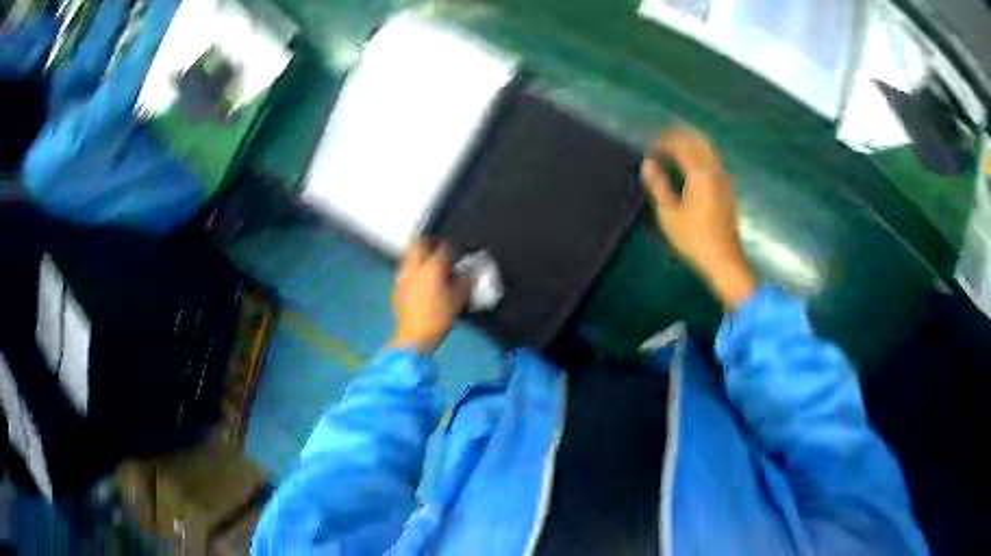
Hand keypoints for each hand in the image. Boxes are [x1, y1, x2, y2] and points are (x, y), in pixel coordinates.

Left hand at [389, 239, 470, 353]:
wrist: (413, 337)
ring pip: (408, 256)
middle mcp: (414, 267)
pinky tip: (419, 281)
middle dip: (427, 243)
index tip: (455, 253)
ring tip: (428, 265)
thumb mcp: (458, 301)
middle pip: (417, 244)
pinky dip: (412, 270)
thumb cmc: (438, 319)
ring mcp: (402, 276)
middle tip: (437, 249)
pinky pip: (404, 271)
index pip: (442, 248)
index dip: (450, 248)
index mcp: (431, 268)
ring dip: (418, 255)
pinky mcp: (396, 287)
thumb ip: (466, 282)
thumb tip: (472, 272)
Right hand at [641, 127, 756, 308]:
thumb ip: (658, 185)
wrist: (724, 260)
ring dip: (690, 143)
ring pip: (708, 148)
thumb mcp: (669, 214)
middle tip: (660, 141)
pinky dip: (699, 153)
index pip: (680, 145)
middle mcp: (715, 169)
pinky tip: (691, 163)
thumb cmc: (694, 239)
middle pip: (697, 140)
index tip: (649, 147)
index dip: (663, 141)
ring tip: (674, 147)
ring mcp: (724, 178)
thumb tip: (648, 164)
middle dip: (678, 136)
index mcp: (700, 173)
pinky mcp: (728, 188)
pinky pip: (713, 159)